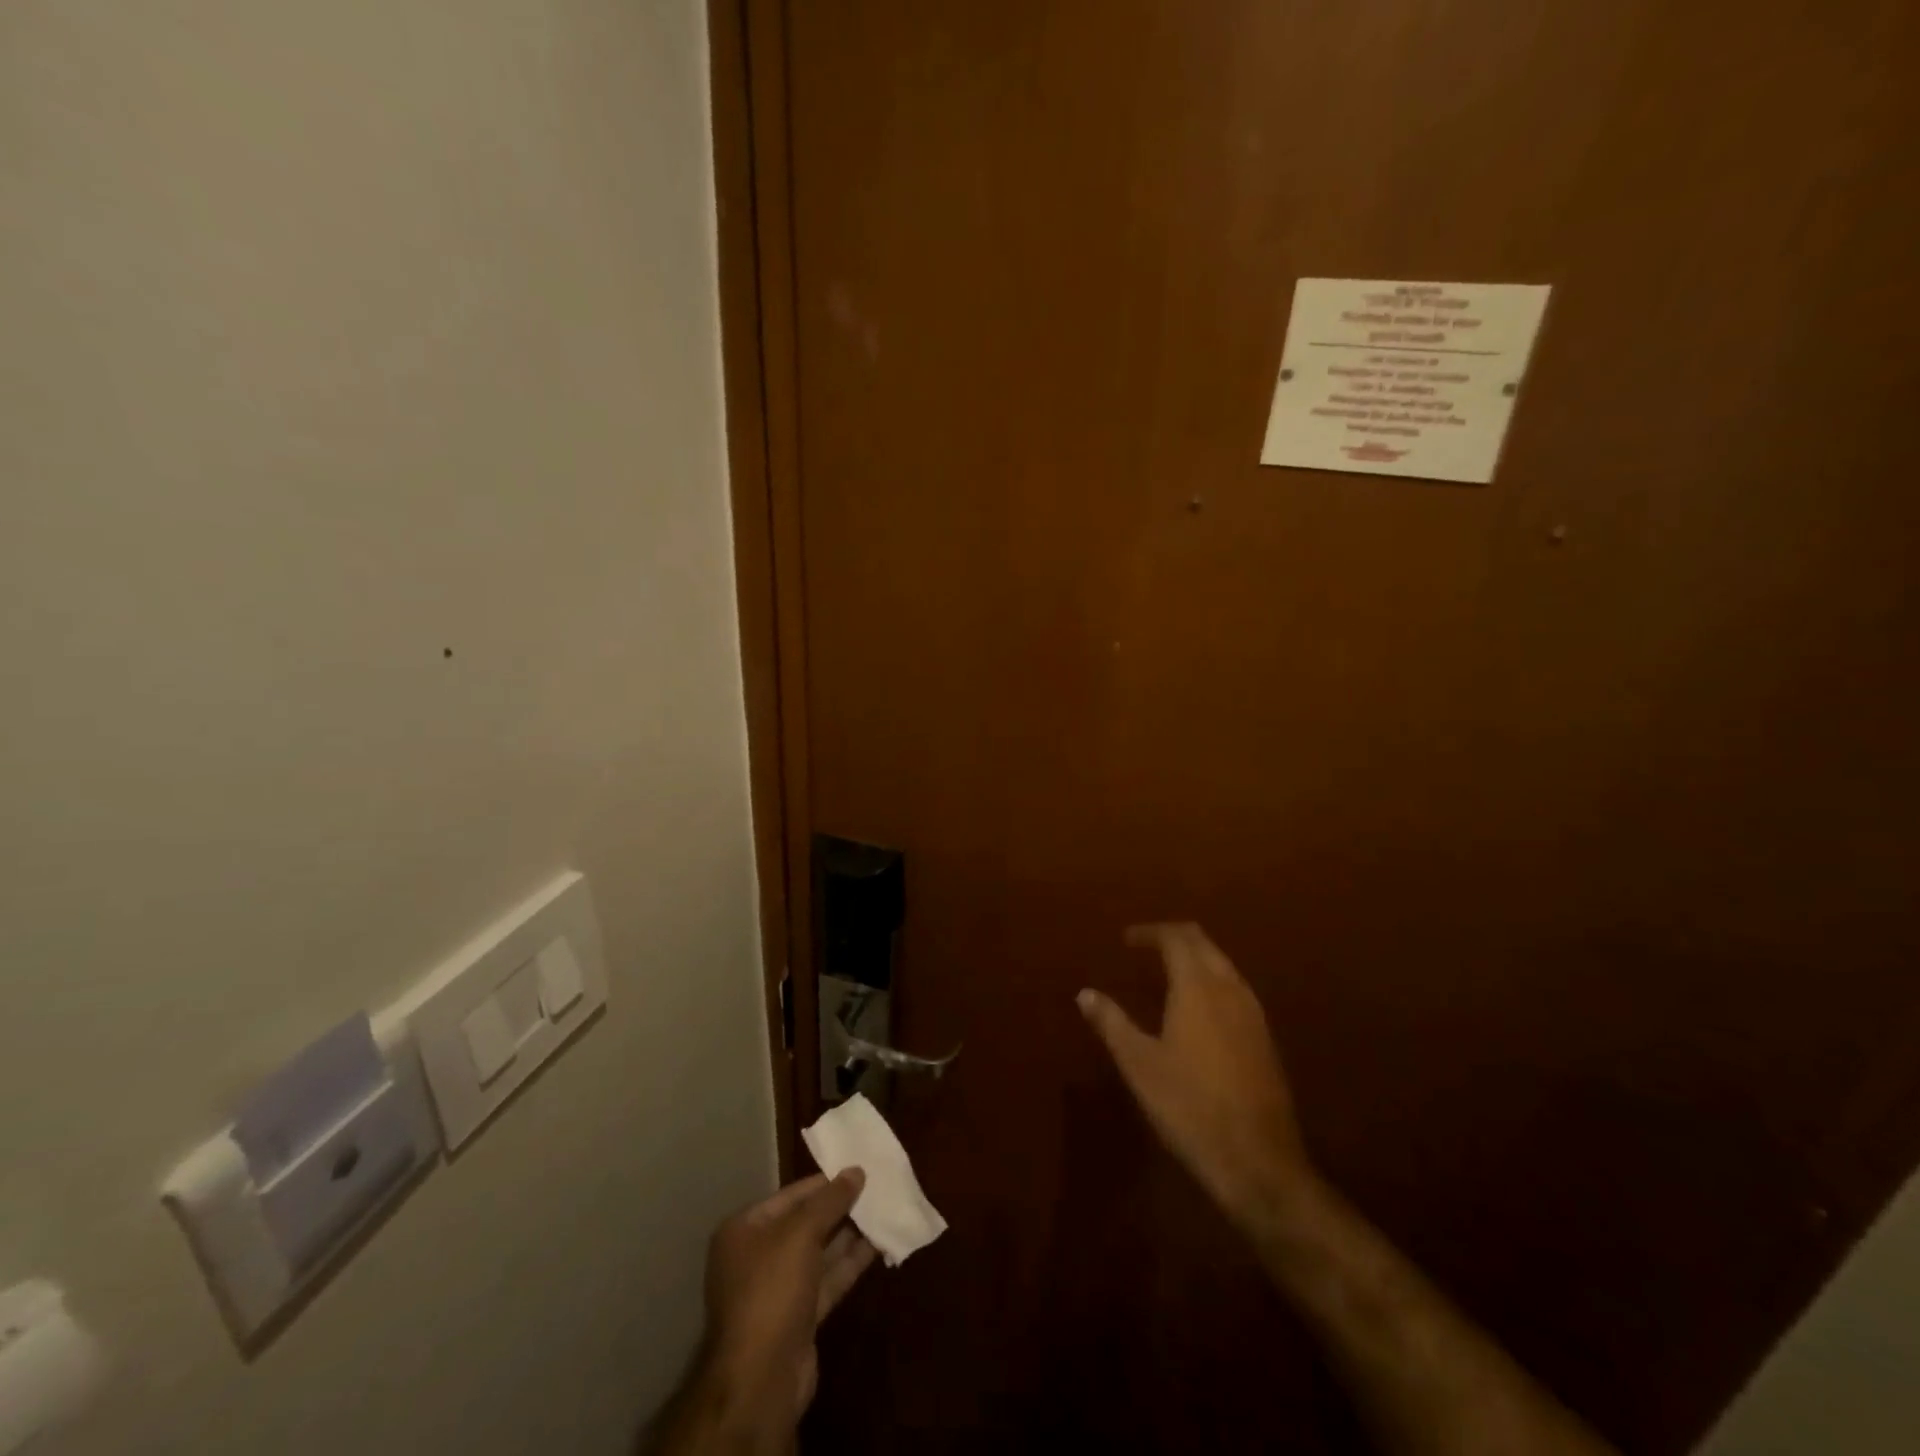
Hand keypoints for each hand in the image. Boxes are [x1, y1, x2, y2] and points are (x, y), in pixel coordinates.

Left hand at [696, 1171, 875, 1449]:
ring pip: (819, 1252)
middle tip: (876, 1187)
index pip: (791, 1196)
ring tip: (883, 1210)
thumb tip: (856, 1170)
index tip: (858, 1168)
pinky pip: (828, 1279)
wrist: (761, 1380)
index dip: (825, 1182)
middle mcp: (758, 1256)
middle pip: (805, 1223)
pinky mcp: (799, 1317)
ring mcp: (778, 1289)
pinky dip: (850, 1263)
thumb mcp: (800, 1233)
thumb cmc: (771, 1290)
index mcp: (745, 1230)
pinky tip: (878, 1244)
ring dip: (850, 1234)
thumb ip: (830, 1200)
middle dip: (839, 1208)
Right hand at [1079, 923, 1312, 1227]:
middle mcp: (1230, 990)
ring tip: (1169, 972)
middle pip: (1204, 944)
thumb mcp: (1139, 1065)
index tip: (1127, 939)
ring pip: (1224, 966)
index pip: (1176, 939)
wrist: (1258, 1160)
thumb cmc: (1189, 1106)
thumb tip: (1085, 993)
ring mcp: (1253, 1014)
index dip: (1150, 933)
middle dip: (1175, 937)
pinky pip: (1236, 990)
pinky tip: (1199, 1010)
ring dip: (1197, 959)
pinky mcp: (1265, 1040)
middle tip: (1147, 946)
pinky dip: (1212, 982)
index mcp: (1197, 988)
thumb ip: (1112, 1023)